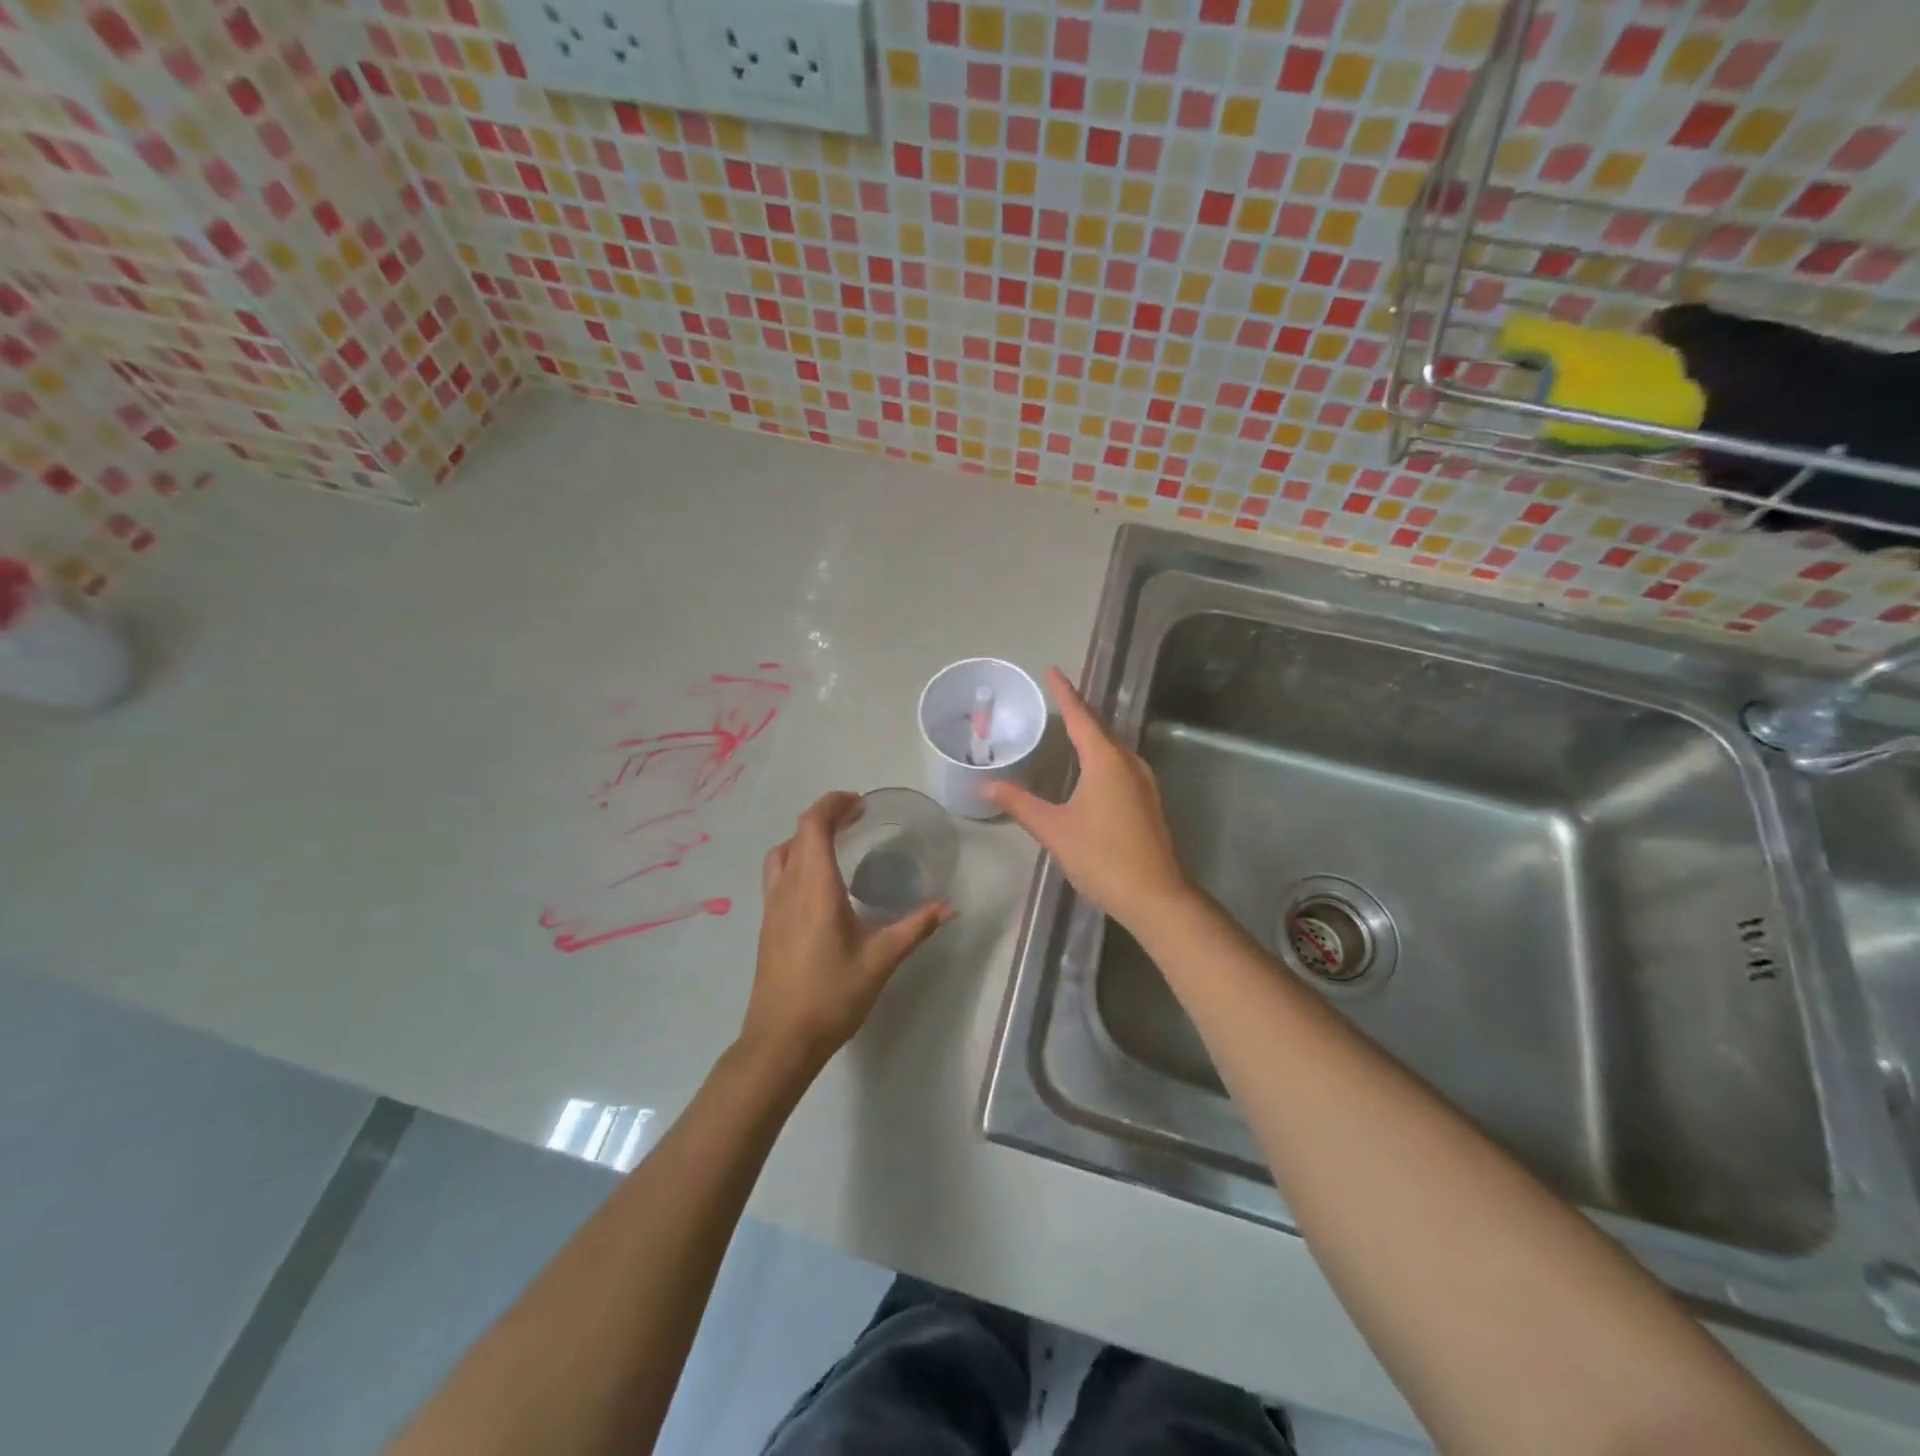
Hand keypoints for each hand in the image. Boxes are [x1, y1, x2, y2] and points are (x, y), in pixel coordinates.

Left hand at [739, 791, 953, 1079]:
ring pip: (782, 854)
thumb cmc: (831, 996)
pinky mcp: (767, 924)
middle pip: (797, 833)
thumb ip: (915, 928)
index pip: (813, 824)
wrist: (780, 1041)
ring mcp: (772, 906)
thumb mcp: (880, 961)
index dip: (833, 804)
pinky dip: (797, 861)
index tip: (859, 804)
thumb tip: (949, 907)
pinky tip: (822, 886)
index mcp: (814, 887)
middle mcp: (787, 888)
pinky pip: (778, 875)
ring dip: (806, 838)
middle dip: (825, 817)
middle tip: (856, 820)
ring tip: (838, 846)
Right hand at [983, 669, 1191, 931]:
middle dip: (1078, 711)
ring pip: (1113, 747)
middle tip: (1056, 697)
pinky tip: (1092, 768)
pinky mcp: (1149, 800)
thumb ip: (1020, 803)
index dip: (1065, 693)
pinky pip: (1121, 764)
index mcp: (1105, 761)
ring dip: (1092, 734)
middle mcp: (1128, 762)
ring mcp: (1144, 781)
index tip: (1053, 670)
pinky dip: (1102, 755)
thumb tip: (985, 784)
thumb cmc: (1102, 857)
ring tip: (1070, 727)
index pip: (1080, 716)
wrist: (1155, 896)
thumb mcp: (1054, 829)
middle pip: (1100, 728)